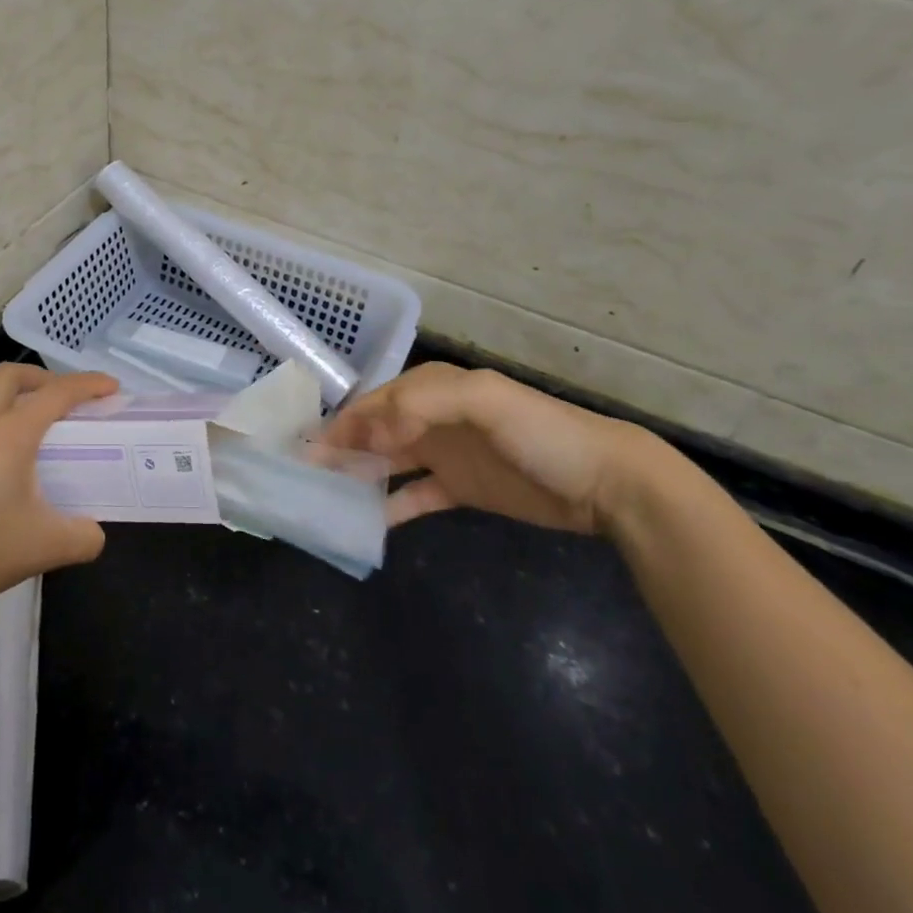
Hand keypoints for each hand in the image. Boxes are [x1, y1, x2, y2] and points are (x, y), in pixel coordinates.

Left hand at [0, 364, 117, 619]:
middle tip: (62, 397)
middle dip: (43, 376)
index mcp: (10, 434)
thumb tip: (95, 533)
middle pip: (10, 374)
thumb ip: (81, 538)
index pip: (57, 393)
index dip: (88, 384)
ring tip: (11, 397)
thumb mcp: (42, 549)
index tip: (110, 386)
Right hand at [325, 363, 654, 533]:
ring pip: (389, 462)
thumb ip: (425, 403)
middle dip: (341, 447)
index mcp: (435, 389)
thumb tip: (373, 432)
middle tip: (306, 475)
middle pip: (376, 431)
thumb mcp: (485, 400)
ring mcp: (447, 455)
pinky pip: (415, 496)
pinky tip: (366, 522)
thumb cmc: (542, 433)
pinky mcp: (461, 490)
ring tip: (325, 496)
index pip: (376, 402)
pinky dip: (390, 506)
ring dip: (359, 474)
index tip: (309, 448)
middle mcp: (434, 418)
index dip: (342, 422)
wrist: (606, 482)